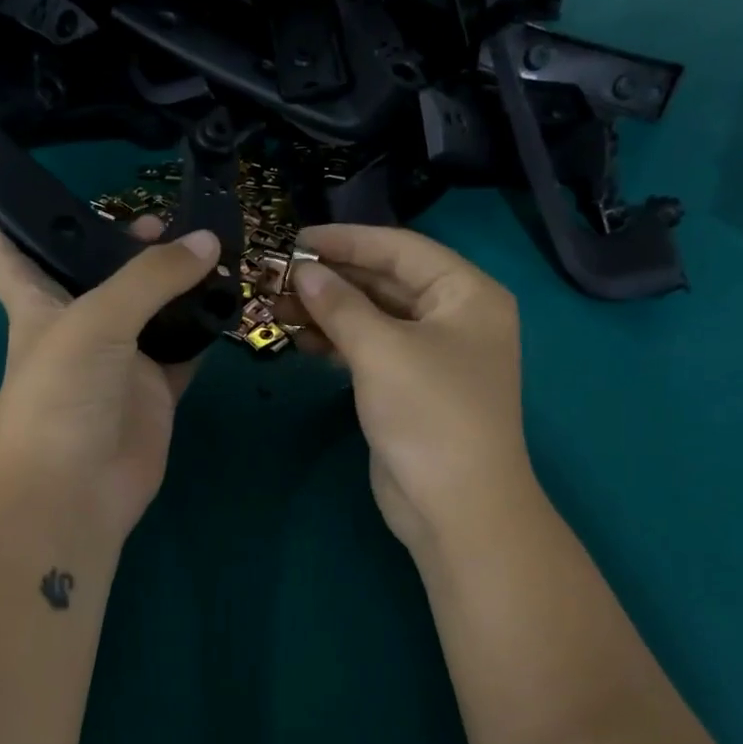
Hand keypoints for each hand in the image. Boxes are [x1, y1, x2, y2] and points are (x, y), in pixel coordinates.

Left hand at [0, 219, 220, 545]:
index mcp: (39, 305)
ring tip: (214, 247)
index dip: (21, 220)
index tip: (46, 189)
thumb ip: (152, 277)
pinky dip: (203, 330)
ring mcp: (120, 361)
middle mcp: (78, 327)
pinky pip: (183, 351)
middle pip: (100, 275)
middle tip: (171, 218)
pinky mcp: (154, 391)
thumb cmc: (60, 396)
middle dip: (128, 244)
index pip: (14, 253)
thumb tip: (209, 241)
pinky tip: (229, 300)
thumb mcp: (96, 321)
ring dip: (176, 285)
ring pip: (151, 310)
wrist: (76, 491)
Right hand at [289, 224, 538, 553]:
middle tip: (276, 274)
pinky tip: (299, 337)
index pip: (400, 249)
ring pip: (374, 318)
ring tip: (275, 305)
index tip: (294, 237)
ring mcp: (432, 355)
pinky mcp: (410, 388)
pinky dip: (337, 342)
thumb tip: (302, 270)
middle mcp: (454, 317)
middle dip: (332, 278)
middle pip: (386, 282)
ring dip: (328, 311)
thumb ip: (339, 304)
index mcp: (466, 294)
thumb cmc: (429, 414)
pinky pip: (370, 350)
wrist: (456, 506)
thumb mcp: (382, 350)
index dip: (347, 240)